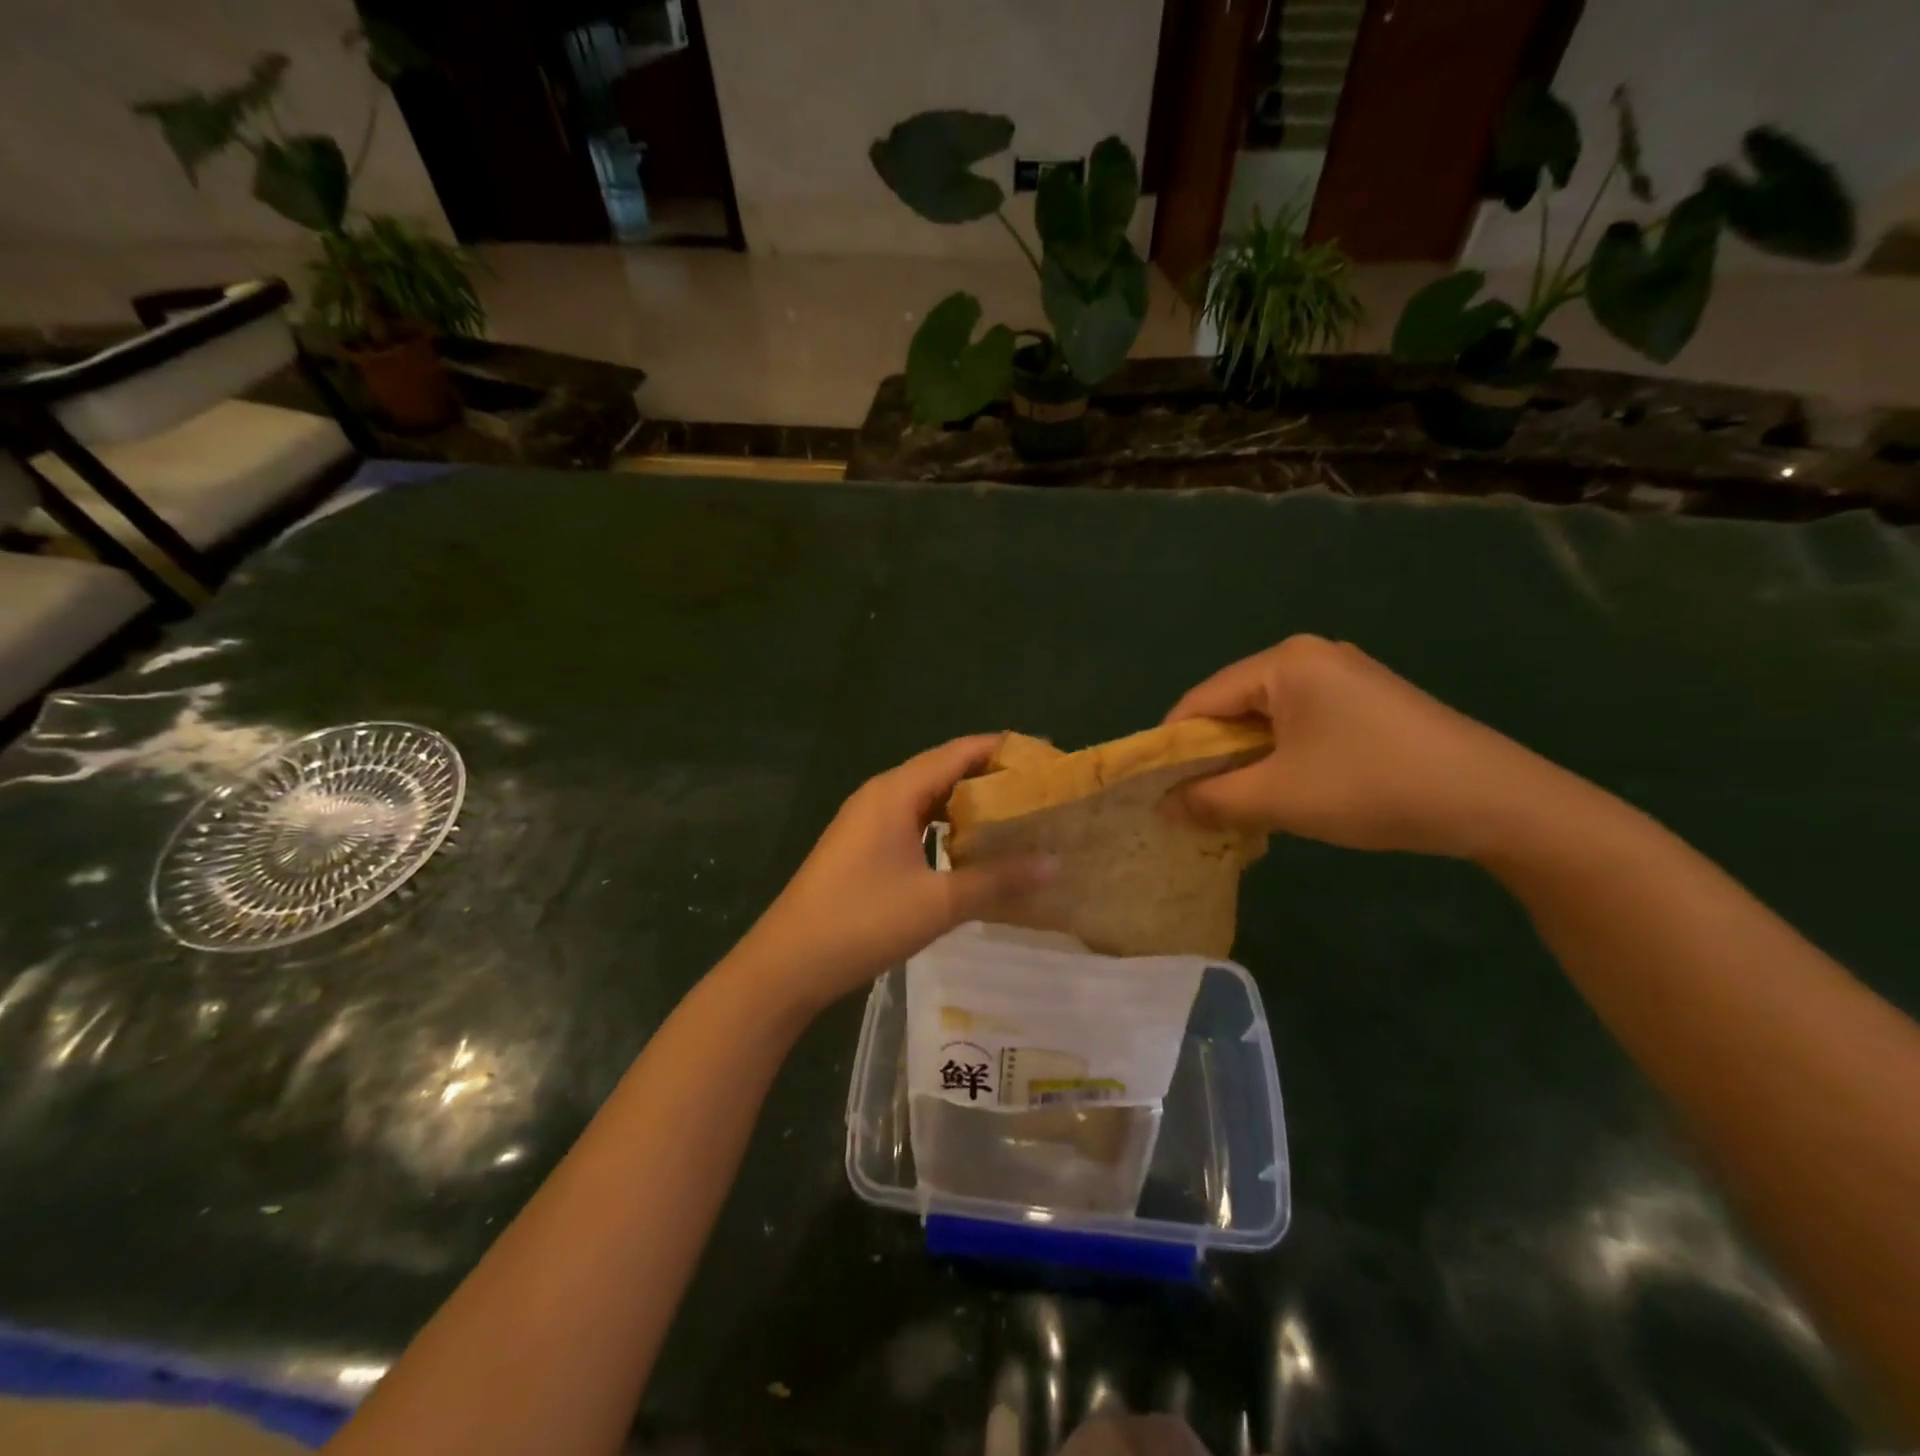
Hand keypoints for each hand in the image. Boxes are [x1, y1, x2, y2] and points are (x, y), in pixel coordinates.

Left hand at [734, 736, 1054, 1012]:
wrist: (787, 963)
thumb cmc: (862, 922)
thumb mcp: (937, 903)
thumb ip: (997, 881)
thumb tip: (1055, 864)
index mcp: (896, 792)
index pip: (959, 752)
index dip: (1003, 750)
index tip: (1046, 760)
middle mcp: (881, 794)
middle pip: (944, 769)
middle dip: (990, 776)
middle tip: (1039, 792)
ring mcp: (867, 820)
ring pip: (927, 797)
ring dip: (967, 802)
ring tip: (1013, 816)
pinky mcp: (861, 845)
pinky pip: (912, 819)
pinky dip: (944, 825)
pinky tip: (968, 848)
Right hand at [1165, 635, 1571, 859]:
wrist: (1495, 801)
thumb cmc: (1372, 787)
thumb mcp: (1279, 798)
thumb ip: (1209, 799)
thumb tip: (1161, 808)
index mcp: (1283, 662)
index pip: (1200, 701)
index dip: (1171, 748)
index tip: (1154, 791)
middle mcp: (1309, 656)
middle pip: (1232, 707)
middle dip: (1210, 758)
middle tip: (1191, 804)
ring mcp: (1342, 676)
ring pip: (1266, 720)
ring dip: (1244, 762)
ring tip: (1233, 804)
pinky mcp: (1366, 702)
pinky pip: (1299, 725)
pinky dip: (1279, 758)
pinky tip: (1282, 791)